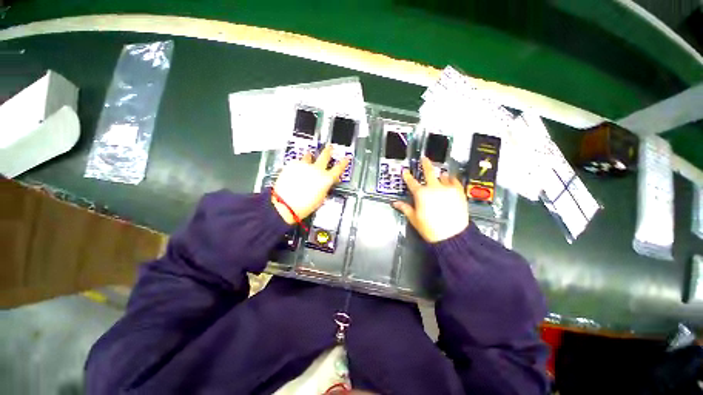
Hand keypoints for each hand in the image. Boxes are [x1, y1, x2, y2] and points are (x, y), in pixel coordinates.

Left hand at [272, 145, 348, 223]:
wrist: (285, 205)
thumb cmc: (303, 206)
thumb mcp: (321, 199)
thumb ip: (325, 187)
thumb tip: (326, 184)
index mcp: (326, 179)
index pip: (339, 168)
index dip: (344, 162)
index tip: (346, 158)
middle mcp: (317, 169)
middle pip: (325, 155)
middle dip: (329, 150)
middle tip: (330, 147)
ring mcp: (304, 165)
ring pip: (310, 155)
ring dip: (311, 156)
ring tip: (310, 156)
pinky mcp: (292, 165)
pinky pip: (298, 161)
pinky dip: (299, 163)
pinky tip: (298, 168)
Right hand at [392, 157, 468, 242]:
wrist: (452, 236)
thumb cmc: (431, 228)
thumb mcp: (414, 218)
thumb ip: (405, 208)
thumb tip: (396, 203)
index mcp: (421, 194)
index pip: (411, 182)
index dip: (407, 176)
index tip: (405, 171)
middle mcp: (434, 188)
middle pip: (428, 172)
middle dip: (425, 164)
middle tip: (424, 158)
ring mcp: (447, 189)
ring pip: (442, 175)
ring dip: (439, 173)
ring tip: (439, 172)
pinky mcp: (458, 192)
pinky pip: (455, 181)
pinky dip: (451, 178)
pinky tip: (450, 178)